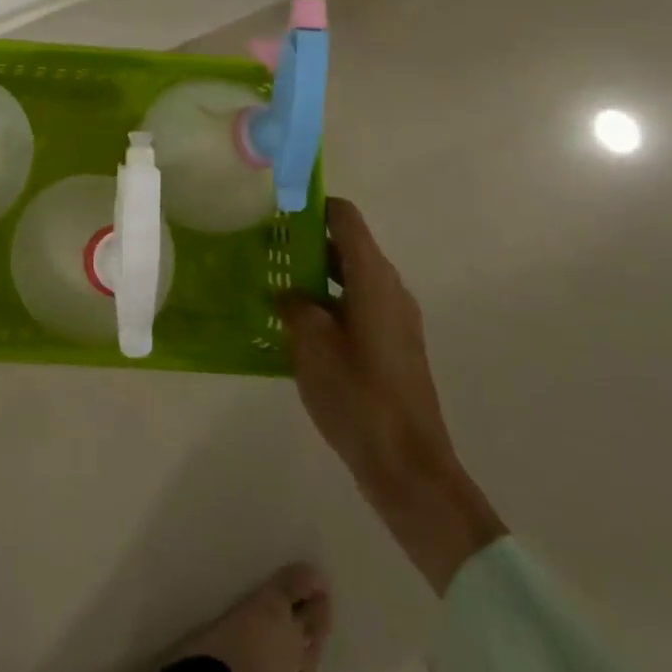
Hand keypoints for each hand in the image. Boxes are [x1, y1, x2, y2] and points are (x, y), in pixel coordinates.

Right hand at [277, 199, 506, 593]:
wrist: (408, 466)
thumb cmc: (357, 396)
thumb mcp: (311, 344)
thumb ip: (294, 305)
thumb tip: (287, 292)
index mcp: (373, 279)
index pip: (345, 218)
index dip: (312, 206)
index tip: (276, 208)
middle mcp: (390, 289)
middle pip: (347, 245)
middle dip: (306, 242)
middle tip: (264, 247)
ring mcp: (395, 319)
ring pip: (350, 277)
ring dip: (315, 275)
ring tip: (272, 284)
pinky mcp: (393, 346)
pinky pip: (356, 305)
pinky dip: (328, 302)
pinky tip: (295, 325)